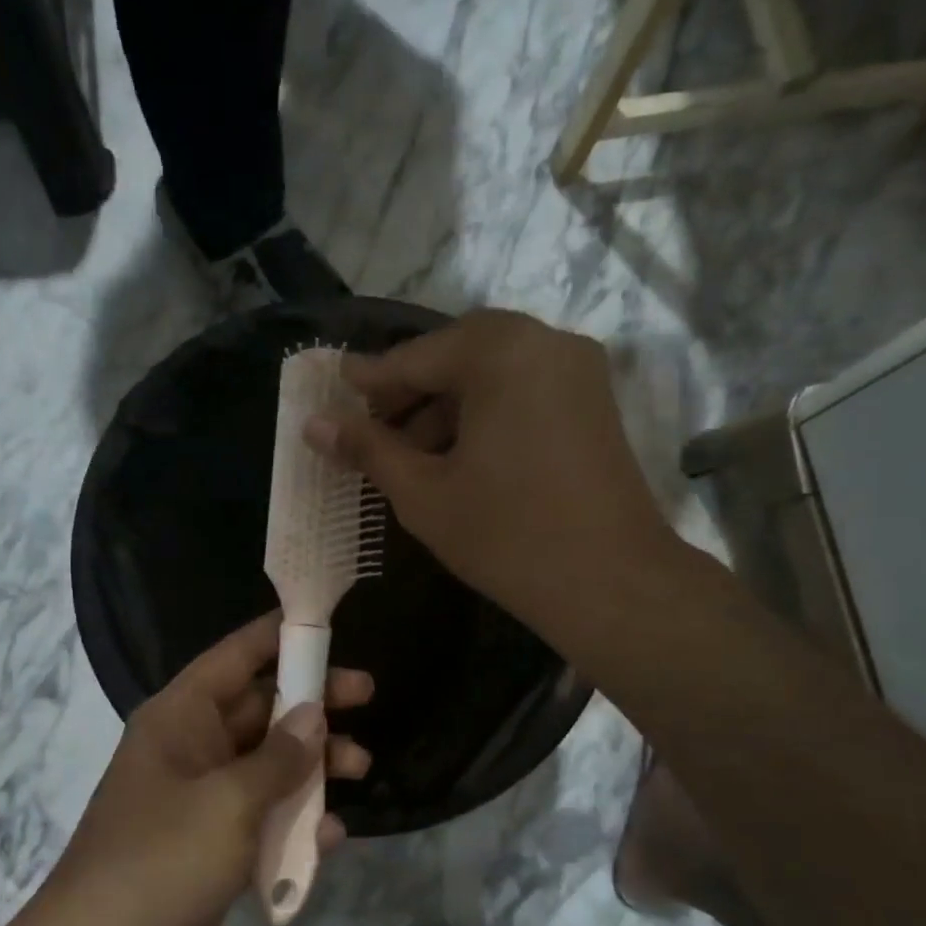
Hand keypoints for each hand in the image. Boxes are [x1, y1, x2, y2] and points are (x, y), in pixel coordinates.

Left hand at [34, 613, 371, 925]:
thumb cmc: (160, 863)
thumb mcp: (228, 803)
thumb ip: (278, 758)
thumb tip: (314, 717)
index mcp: (181, 717)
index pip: (236, 656)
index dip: (280, 637)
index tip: (329, 628)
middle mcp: (191, 747)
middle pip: (260, 708)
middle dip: (312, 704)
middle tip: (366, 697)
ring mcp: (201, 797)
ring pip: (268, 763)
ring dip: (313, 765)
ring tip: (361, 769)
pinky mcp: (211, 843)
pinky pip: (262, 816)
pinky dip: (295, 821)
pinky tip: (330, 837)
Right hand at [306, 309, 678, 649]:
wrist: (612, 584)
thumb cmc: (506, 535)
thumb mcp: (422, 493)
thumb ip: (367, 449)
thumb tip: (314, 424)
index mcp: (500, 351)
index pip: (416, 357)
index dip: (370, 380)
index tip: (333, 390)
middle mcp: (545, 341)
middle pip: (457, 355)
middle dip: (410, 392)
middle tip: (370, 428)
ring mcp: (578, 370)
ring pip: (492, 374)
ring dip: (446, 406)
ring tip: (409, 455)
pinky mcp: (594, 402)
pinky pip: (524, 391)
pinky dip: (485, 414)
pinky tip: (458, 457)